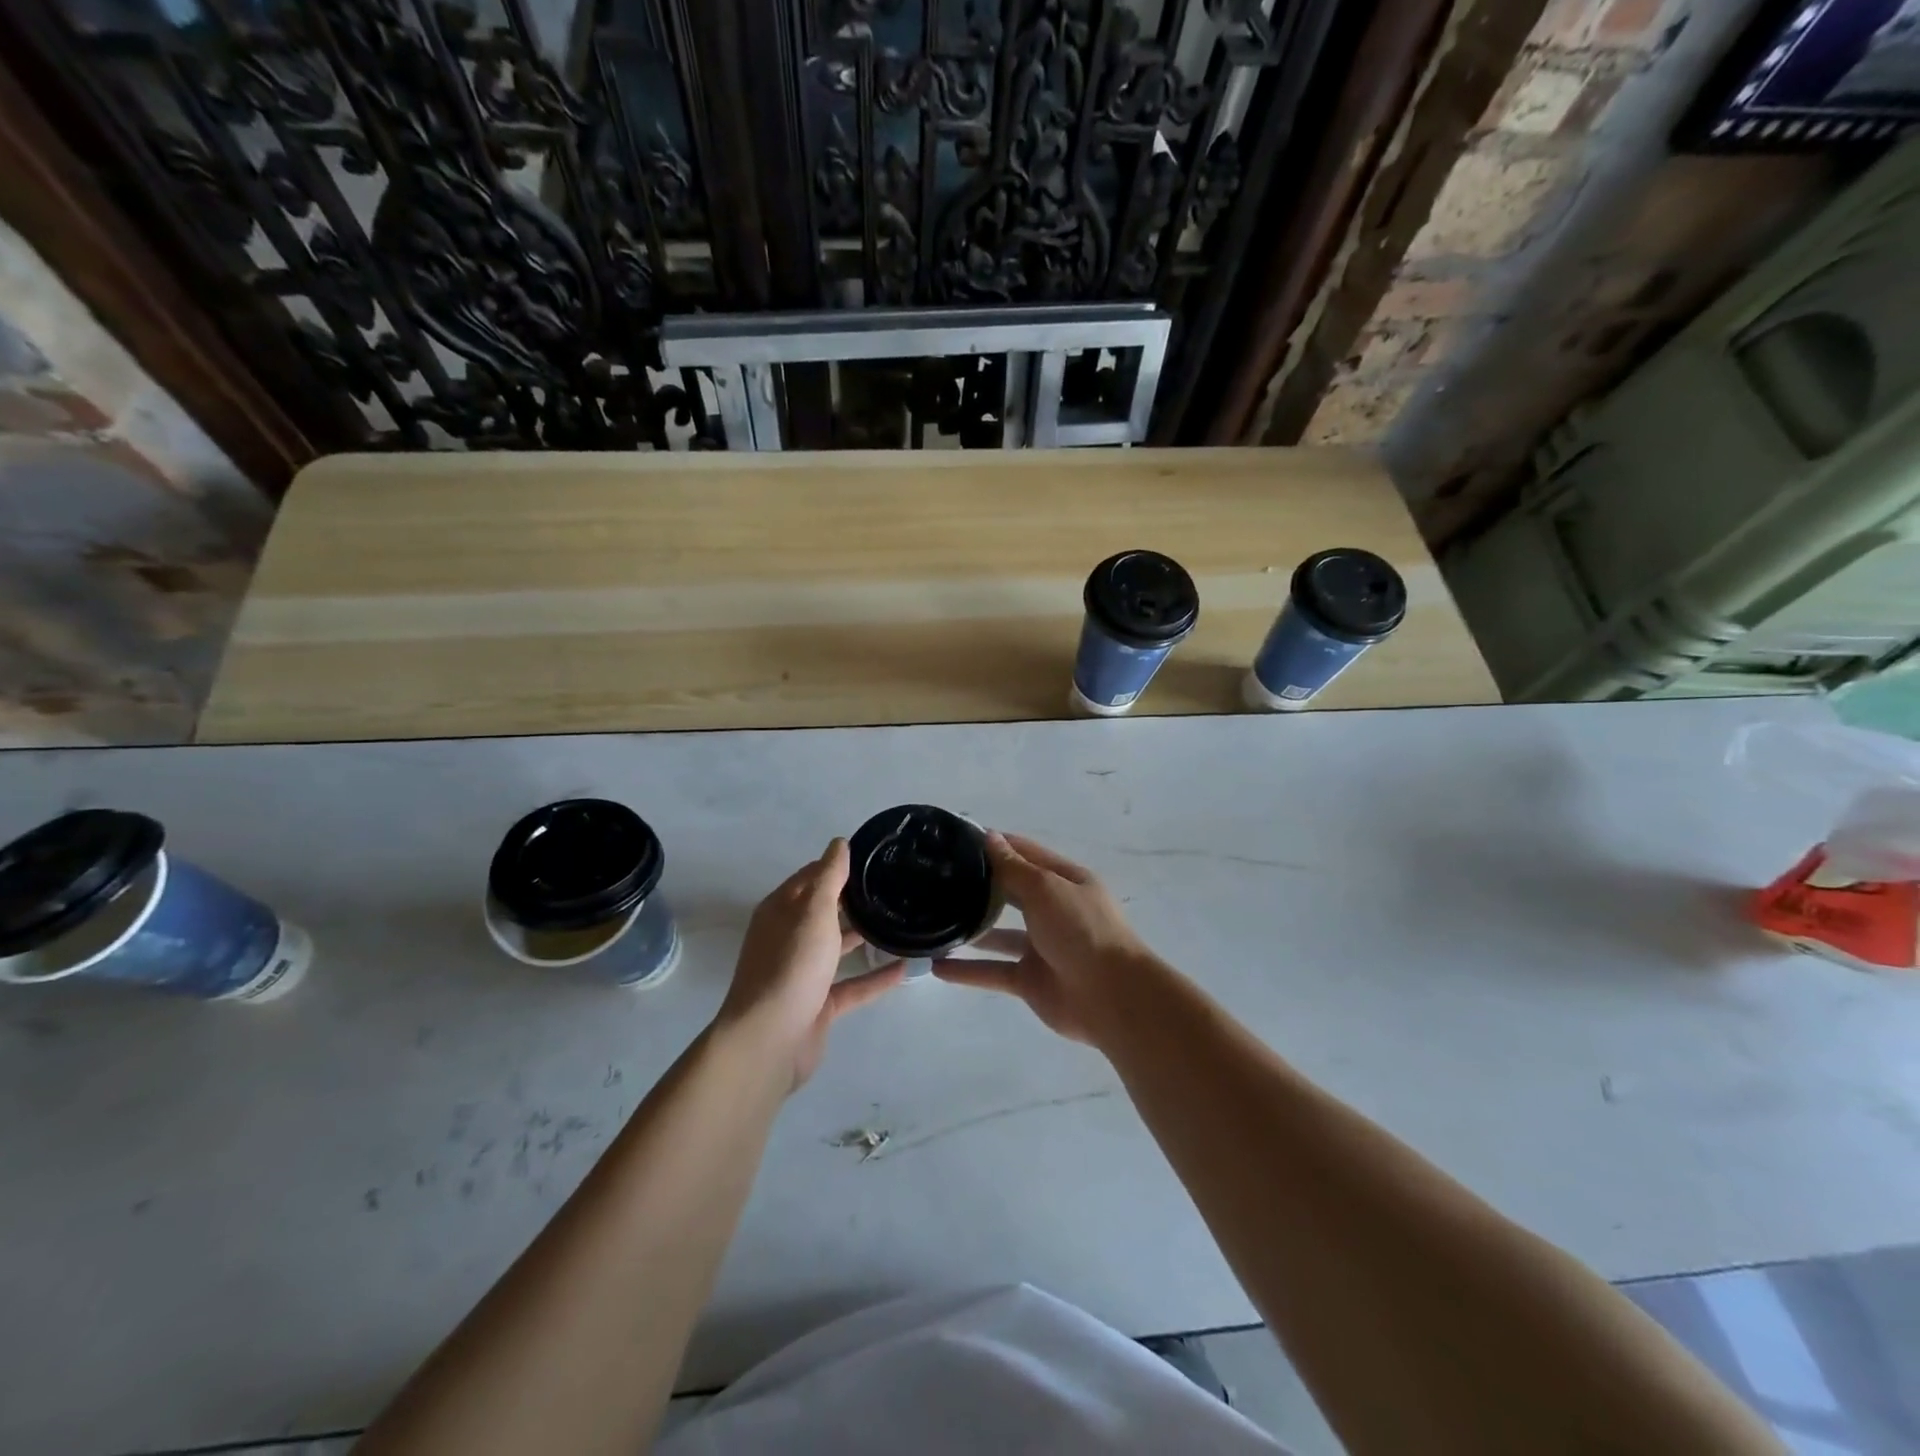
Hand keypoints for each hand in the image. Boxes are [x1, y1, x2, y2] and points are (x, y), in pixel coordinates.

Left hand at [716, 840, 902, 1088]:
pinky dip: (876, 977)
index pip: (811, 877)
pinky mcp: (818, 1005)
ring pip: (837, 947)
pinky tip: (905, 968)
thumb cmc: (791, 965)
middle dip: (853, 899)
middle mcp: (789, 938)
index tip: (874, 857)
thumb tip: (839, 842)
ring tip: (900, 922)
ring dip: (864, 936)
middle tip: (894, 887)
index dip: (838, 865)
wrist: (769, 1040)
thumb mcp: (813, 912)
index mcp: (781, 911)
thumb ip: (829, 876)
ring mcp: (803, 973)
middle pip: (824, 911)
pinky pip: (852, 985)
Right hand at [934, 832, 1162, 1044]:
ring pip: (999, 934)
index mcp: (1065, 881)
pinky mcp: (1030, 980)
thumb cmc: (1082, 930)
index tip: (958, 839)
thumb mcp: (1046, 889)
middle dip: (980, 885)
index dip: (997, 844)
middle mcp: (1053, 910)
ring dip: (971, 929)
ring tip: (932, 920)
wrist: (1112, 997)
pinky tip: (936, 967)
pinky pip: (993, 971)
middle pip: (1011, 892)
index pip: (1026, 853)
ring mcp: (1041, 947)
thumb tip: (989, 837)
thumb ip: (1014, 867)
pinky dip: (967, 971)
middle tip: (937, 878)